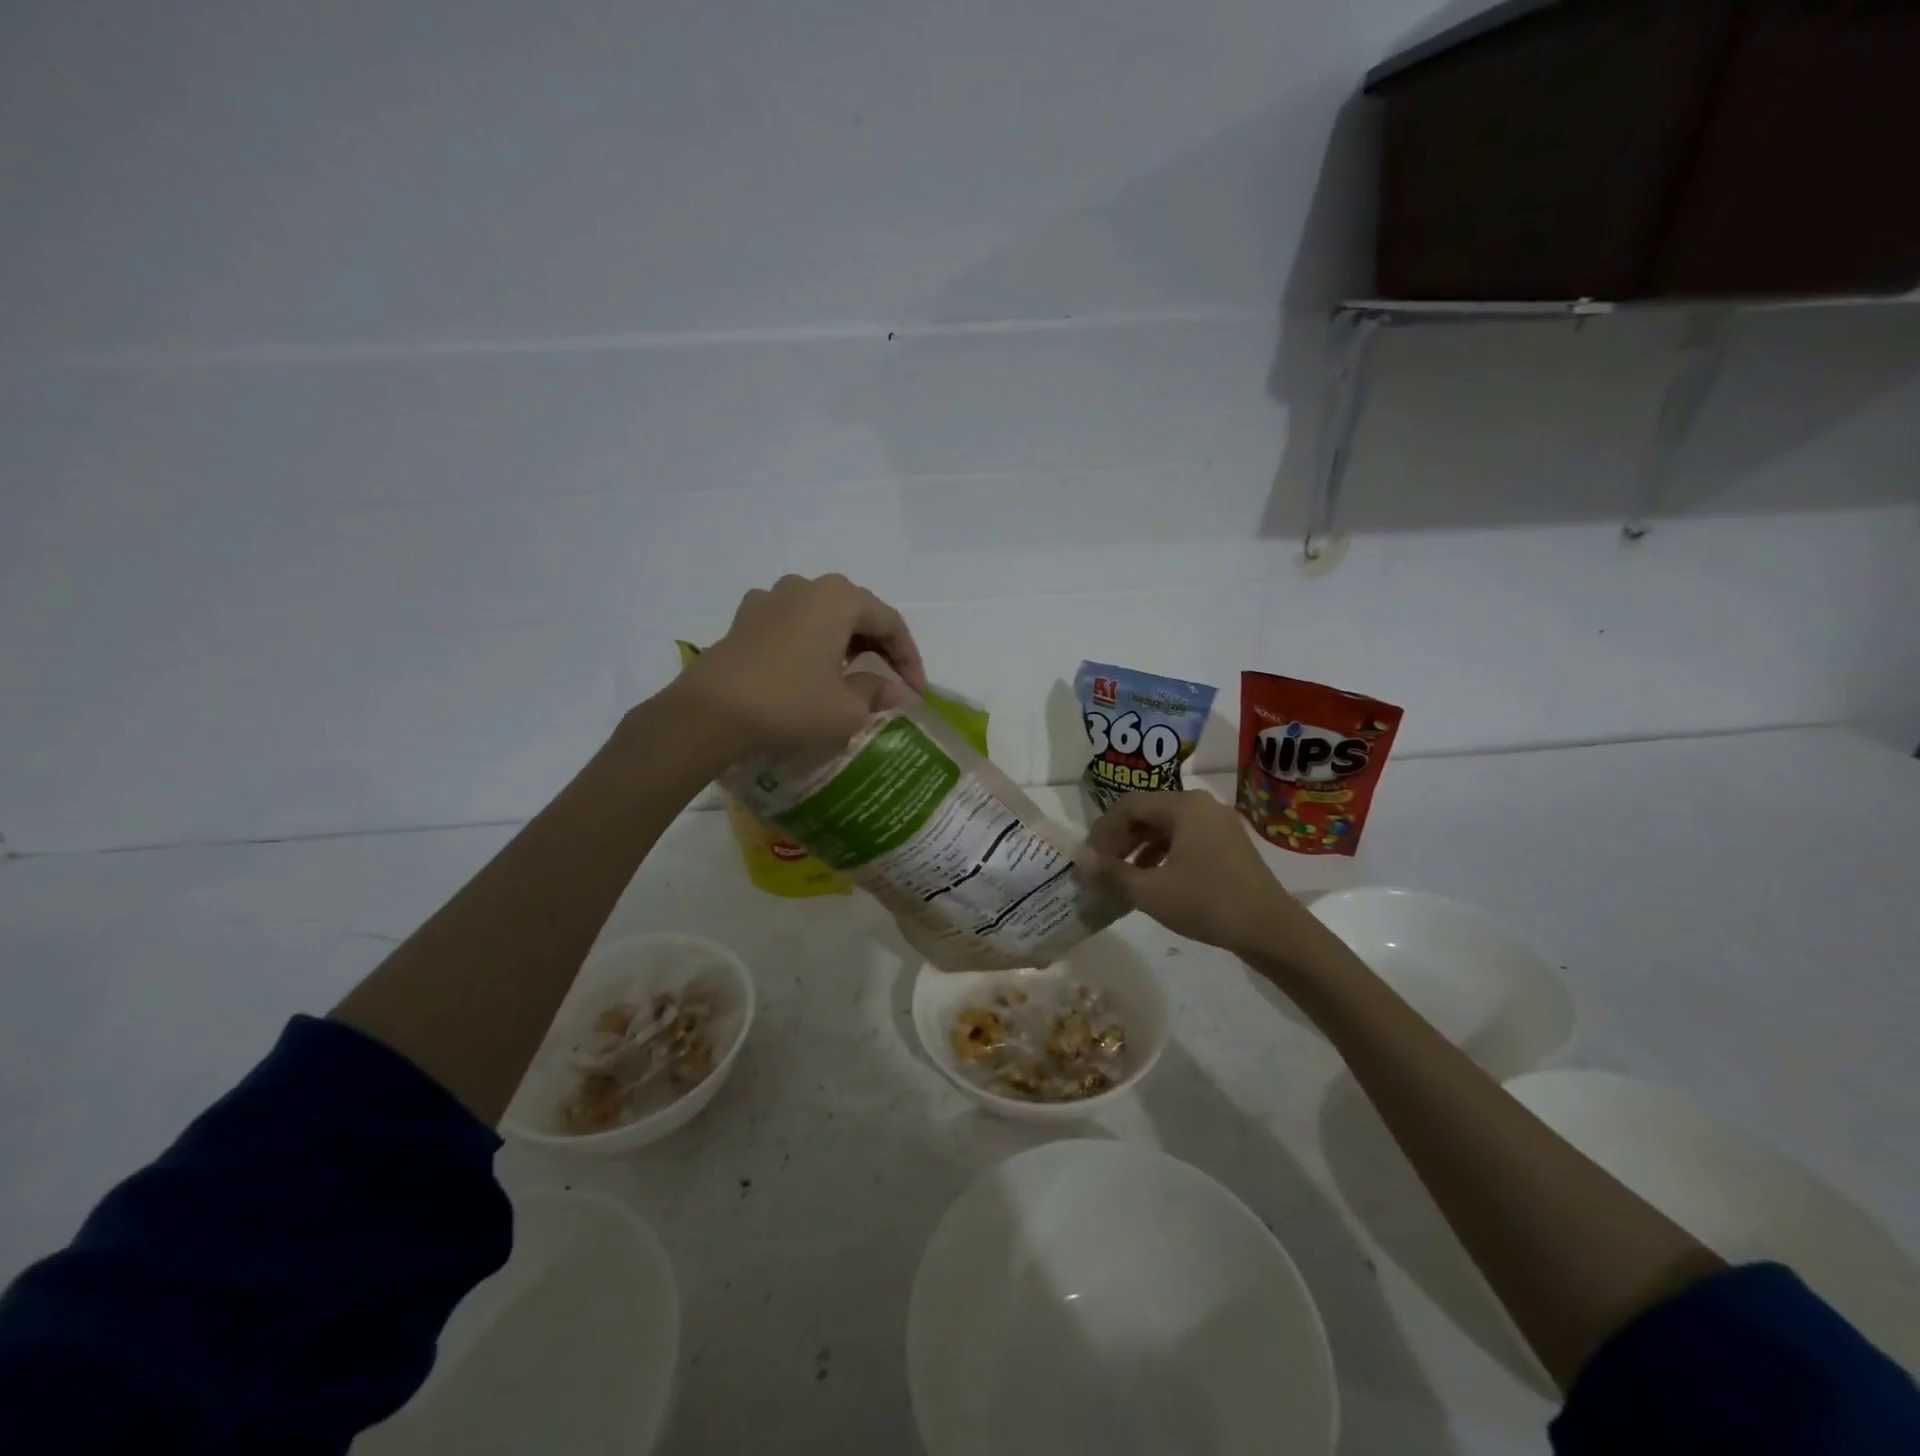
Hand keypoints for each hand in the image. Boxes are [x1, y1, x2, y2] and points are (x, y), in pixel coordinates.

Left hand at [672, 574, 927, 762]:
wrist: (709, 714)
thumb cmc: (790, 705)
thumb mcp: (847, 709)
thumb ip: (876, 692)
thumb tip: (891, 690)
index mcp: (839, 598)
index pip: (890, 623)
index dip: (909, 659)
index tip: (916, 693)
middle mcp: (805, 586)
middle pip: (856, 613)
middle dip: (878, 648)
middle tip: (890, 682)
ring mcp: (769, 599)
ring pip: (822, 616)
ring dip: (844, 643)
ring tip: (852, 675)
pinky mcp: (744, 619)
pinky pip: (791, 625)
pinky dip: (810, 644)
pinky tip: (809, 670)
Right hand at [1085, 790, 1329, 965]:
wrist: (1271, 930)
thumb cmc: (1207, 903)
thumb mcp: (1150, 891)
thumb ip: (1111, 873)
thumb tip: (1080, 862)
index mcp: (1183, 805)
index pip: (1128, 805)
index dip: (1102, 830)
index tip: (1089, 858)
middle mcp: (1201, 805)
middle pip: (1147, 812)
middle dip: (1120, 839)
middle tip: (1102, 866)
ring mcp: (1218, 824)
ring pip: (1165, 827)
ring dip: (1139, 848)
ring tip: (1122, 875)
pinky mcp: (1228, 844)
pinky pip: (1184, 839)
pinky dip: (1162, 854)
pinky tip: (1152, 879)